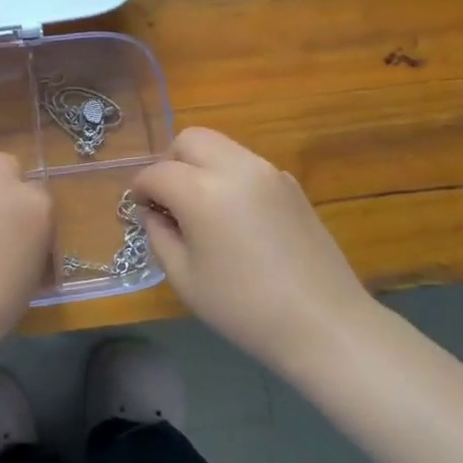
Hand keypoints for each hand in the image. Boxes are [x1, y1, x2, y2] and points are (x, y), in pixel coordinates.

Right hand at [132, 128, 378, 374]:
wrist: (322, 322)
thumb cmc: (242, 307)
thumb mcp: (183, 278)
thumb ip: (159, 235)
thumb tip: (156, 213)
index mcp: (202, 191)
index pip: (157, 172)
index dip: (140, 189)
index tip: (140, 209)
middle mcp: (235, 168)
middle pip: (190, 139)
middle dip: (171, 162)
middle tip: (169, 199)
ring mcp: (268, 172)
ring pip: (221, 147)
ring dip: (201, 166)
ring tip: (202, 208)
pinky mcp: (291, 184)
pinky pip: (247, 165)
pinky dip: (229, 177)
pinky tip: (235, 218)